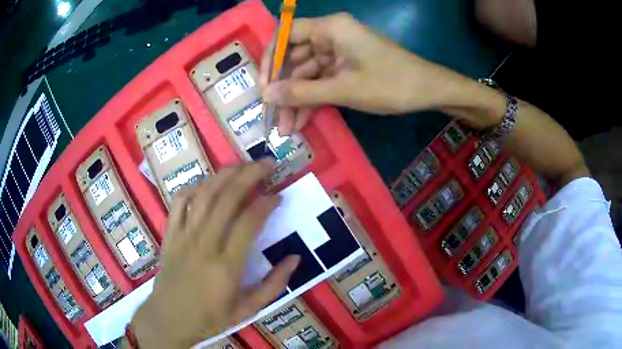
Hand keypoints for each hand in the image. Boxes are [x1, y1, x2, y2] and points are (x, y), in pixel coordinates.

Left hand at [130, 162, 299, 347]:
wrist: (169, 319)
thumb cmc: (210, 317)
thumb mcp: (248, 309)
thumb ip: (274, 284)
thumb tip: (295, 258)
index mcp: (226, 266)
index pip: (249, 222)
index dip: (267, 203)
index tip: (278, 196)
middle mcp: (204, 244)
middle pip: (227, 198)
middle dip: (249, 175)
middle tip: (266, 165)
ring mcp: (183, 236)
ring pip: (203, 194)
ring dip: (224, 175)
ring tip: (241, 166)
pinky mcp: (169, 234)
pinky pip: (179, 202)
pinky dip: (193, 187)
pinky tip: (206, 185)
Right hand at [260, 13, 469, 133]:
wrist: (429, 91)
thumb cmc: (391, 84)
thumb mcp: (344, 89)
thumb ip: (302, 92)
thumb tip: (266, 96)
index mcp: (330, 28)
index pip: (286, 34)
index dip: (271, 59)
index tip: (264, 86)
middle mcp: (331, 34)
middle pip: (295, 56)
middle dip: (284, 88)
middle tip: (274, 116)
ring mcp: (339, 51)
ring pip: (308, 72)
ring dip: (297, 99)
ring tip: (287, 128)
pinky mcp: (346, 66)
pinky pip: (322, 79)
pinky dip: (313, 98)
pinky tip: (302, 121)